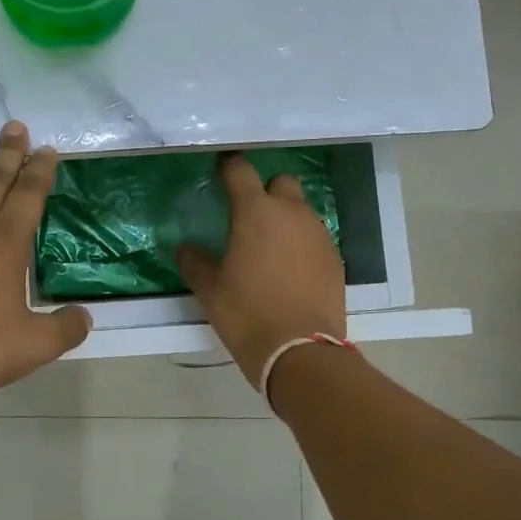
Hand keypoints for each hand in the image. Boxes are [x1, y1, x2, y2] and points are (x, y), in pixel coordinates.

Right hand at [176, 154, 345, 388]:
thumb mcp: (210, 290)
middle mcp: (291, 213)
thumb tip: (185, 248)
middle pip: (280, 182)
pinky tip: (289, 269)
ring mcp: (318, 234)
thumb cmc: (247, 314)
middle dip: (264, 190)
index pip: (240, 170)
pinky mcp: (335, 257)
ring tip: (268, 246)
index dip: (228, 167)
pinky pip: (314, 236)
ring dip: (284, 218)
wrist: (301, 352)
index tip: (219, 172)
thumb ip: (194, 262)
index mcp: (256, 212)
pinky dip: (300, 243)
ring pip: (300, 210)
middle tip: (247, 215)